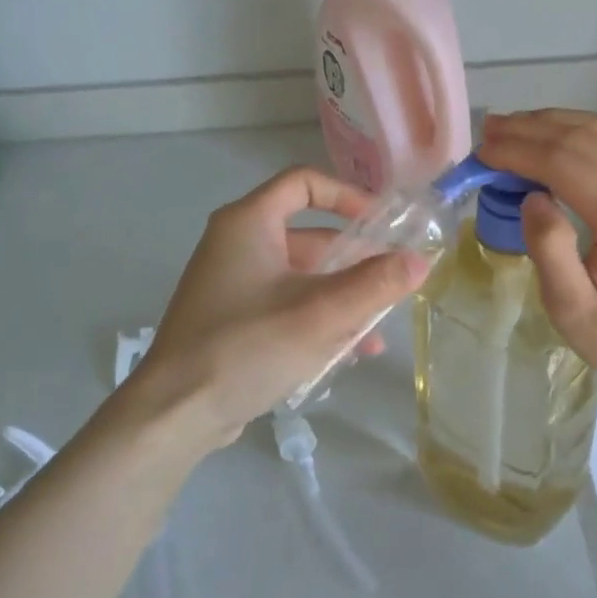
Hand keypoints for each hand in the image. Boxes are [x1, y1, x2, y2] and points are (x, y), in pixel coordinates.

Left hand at [119, 168, 429, 449]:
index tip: (382, 223)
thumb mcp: (322, 313)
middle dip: (356, 260)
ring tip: (378, 328)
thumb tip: (421, 260)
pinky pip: (288, 305)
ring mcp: (233, 284)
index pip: (304, 184)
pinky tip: (350, 352)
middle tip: (393, 280)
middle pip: (310, 236)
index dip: (347, 196)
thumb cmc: (249, 346)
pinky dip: (319, 318)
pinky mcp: (234, 320)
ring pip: (303, 277)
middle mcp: (237, 245)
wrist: (175, 413)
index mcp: (249, 223)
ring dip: (343, 297)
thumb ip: (377, 284)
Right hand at [477, 111, 596, 392]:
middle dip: (532, 129)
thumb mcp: (572, 309)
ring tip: (514, 126)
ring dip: (556, 123)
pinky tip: (556, 135)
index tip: (483, 149)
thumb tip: (532, 196)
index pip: (564, 163)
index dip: (519, 150)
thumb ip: (549, 249)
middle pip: (584, 138)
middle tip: (489, 128)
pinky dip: (583, 131)